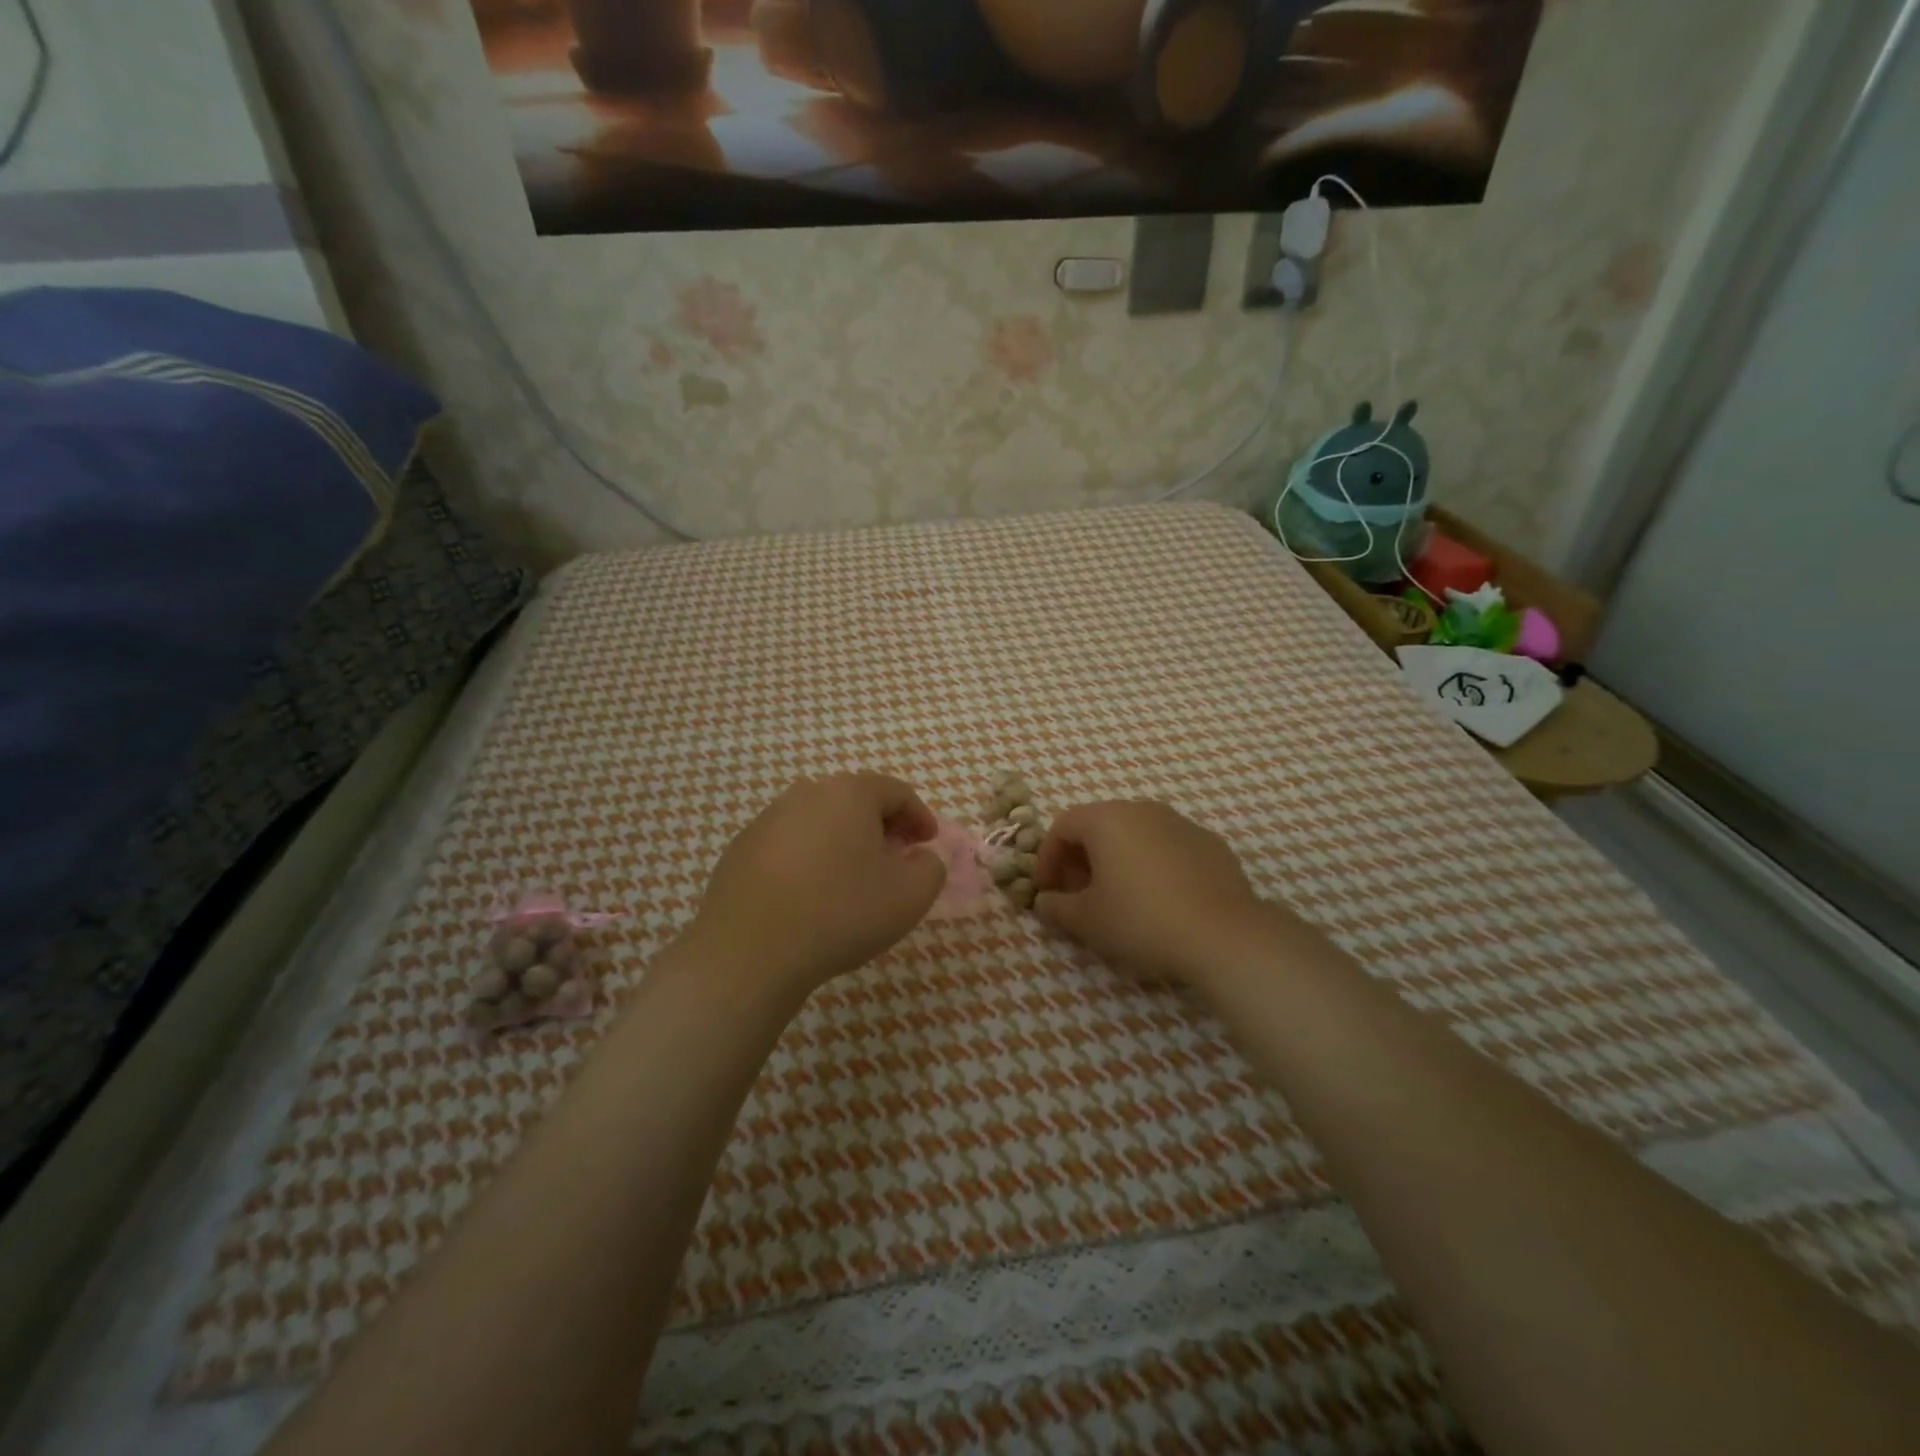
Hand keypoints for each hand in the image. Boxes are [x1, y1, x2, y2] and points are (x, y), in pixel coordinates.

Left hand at [684, 773, 946, 1000]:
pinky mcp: (741, 849)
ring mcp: (767, 820)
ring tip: (853, 880)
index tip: (928, 844)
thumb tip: (920, 858)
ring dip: (844, 842)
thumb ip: (930, 868)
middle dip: (882, 827)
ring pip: (820, 822)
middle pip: (856, 801)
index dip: (920, 817)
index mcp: (849, 793)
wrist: (749, 951)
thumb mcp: (910, 896)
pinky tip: (811, 896)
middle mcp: (806, 794)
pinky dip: (810, 860)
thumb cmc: (841, 913)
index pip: (896, 792)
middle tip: (896, 859)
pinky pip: (789, 845)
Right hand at [1035, 801, 1278, 988]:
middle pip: (1099, 826)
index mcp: (1107, 819)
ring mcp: (1181, 823)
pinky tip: (1159, 900)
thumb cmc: (1141, 920)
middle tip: (1080, 896)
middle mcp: (1142, 809)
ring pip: (1135, 834)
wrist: (1224, 935)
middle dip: (1082, 859)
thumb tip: (1045, 902)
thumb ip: (1056, 907)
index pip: (1062, 826)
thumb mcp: (1086, 920)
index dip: (1048, 859)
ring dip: (1117, 860)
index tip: (1048, 892)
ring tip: (1119, 899)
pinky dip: (1152, 866)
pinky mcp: (1210, 844)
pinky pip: (1167, 848)